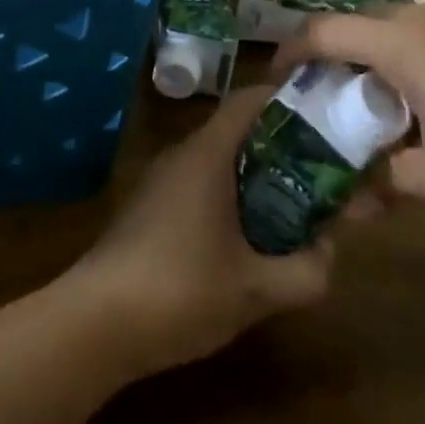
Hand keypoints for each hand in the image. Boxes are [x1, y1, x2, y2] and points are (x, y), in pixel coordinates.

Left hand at [61, 86, 335, 378]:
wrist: (94, 324)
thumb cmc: (179, 291)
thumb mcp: (256, 290)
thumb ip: (305, 271)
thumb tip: (330, 252)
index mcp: (206, 155)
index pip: (249, 100)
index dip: (287, 99)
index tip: (325, 116)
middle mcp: (181, 156)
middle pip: (237, 131)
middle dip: (282, 148)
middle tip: (322, 173)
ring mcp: (160, 182)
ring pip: (218, 162)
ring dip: (256, 178)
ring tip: (295, 207)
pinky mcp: (148, 210)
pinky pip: (199, 186)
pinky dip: (229, 198)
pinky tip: (247, 240)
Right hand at [278, 2, 424, 216]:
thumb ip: (389, 183)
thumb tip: (359, 193)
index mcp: (404, 46)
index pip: (324, 32)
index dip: (290, 51)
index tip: (274, 80)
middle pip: (357, 20)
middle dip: (331, 53)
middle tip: (325, 97)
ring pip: (394, 23)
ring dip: (373, 54)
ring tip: (378, 102)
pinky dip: (407, 54)